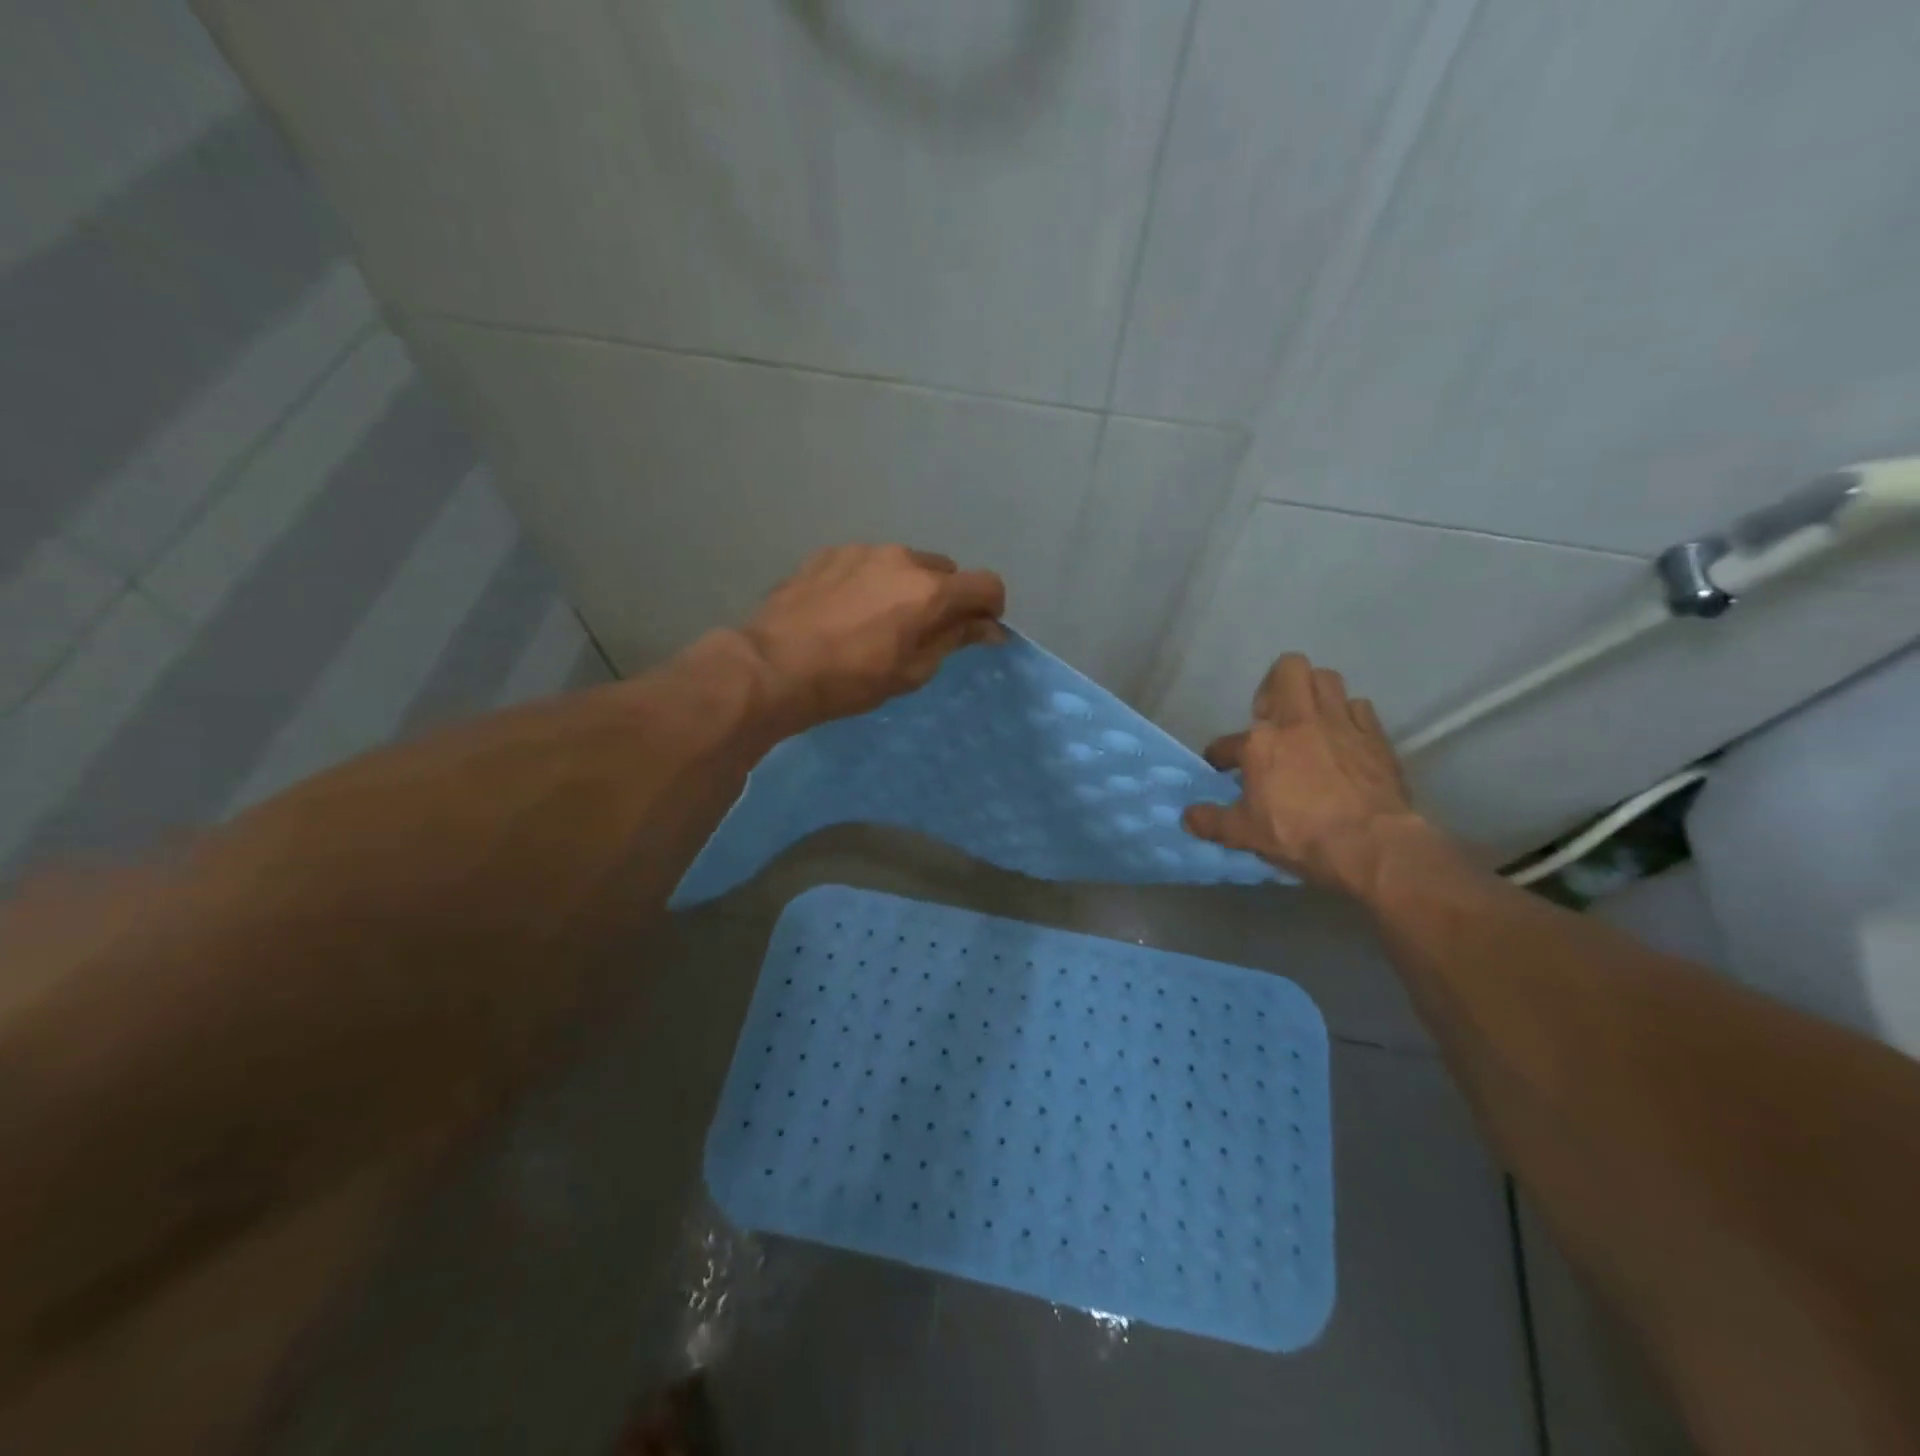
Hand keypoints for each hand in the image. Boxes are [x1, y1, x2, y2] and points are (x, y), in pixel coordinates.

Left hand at [740, 543, 1006, 725]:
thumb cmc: (850, 680)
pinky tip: (847, 610)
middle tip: (922, 631)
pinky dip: (872, 582)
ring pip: (905, 564)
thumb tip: (987, 627)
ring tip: (878, 621)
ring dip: (907, 587)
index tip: (975, 630)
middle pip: (945, 571)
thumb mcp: (912, 671)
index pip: (986, 584)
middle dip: (945, 597)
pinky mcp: (830, 553)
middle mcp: (902, 558)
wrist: (774, 666)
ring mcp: (863, 551)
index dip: (990, 608)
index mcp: (930, 590)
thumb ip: (954, 640)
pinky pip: (868, 563)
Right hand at [1182, 654, 1427, 895]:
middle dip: (1275, 685)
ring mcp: (1341, 724)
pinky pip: (1359, 708)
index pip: (1227, 743)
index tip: (1223, 769)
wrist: (1372, 845)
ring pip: (1327, 678)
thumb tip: (1187, 816)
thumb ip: (1212, 821)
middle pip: (1288, 669)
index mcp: (1260, 743)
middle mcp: (1298, 721)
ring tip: (1308, 720)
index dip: (1220, 756)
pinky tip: (1344, 738)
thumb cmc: (1301, 836)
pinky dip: (1349, 717)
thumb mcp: (1245, 835)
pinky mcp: (1375, 736)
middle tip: (1271, 716)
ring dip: (1314, 693)